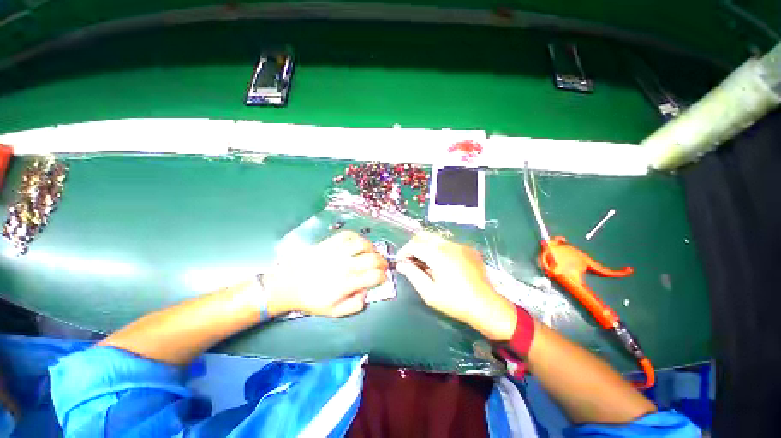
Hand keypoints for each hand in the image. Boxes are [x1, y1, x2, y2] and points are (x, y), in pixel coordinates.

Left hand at [264, 231, 387, 317]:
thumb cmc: (311, 299)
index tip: (382, 277)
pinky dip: (357, 237)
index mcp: (347, 283)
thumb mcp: (333, 311)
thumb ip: (354, 305)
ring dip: (372, 248)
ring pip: (362, 244)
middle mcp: (345, 265)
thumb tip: (366, 292)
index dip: (383, 276)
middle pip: (373, 259)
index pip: (374, 276)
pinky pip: (348, 235)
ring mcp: (337, 252)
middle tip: (381, 265)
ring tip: (371, 252)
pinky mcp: (329, 243)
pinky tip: (357, 244)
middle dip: (382, 262)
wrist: (288, 284)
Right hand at [396, 232, 516, 340]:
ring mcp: (461, 245)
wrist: (486, 306)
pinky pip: (448, 244)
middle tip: (411, 261)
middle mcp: (450, 245)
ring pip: (436, 239)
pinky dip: (439, 250)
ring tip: (425, 264)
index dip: (404, 251)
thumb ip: (412, 275)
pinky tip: (442, 265)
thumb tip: (400, 265)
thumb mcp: (429, 292)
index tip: (400, 262)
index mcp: (439, 254)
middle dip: (414, 246)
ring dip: (426, 247)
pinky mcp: (469, 249)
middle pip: (424, 236)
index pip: (415, 244)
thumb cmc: (455, 302)